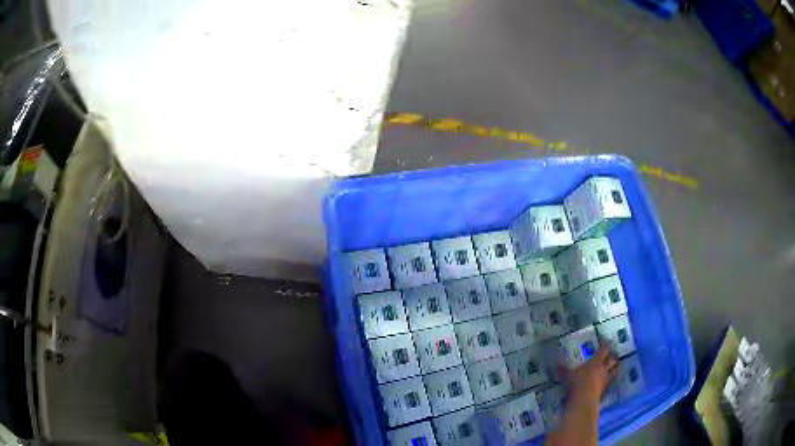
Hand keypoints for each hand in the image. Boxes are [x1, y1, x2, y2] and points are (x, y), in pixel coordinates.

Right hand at [565, 345, 619, 404]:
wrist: (584, 399)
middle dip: (613, 356)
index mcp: (595, 361)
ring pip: (615, 370)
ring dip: (616, 367)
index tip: (606, 342)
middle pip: (612, 359)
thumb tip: (557, 364)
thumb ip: (564, 370)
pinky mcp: (604, 389)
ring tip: (617, 365)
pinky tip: (608, 380)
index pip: (604, 350)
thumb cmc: (576, 383)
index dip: (605, 346)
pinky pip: (610, 381)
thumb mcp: (567, 375)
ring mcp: (605, 379)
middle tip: (613, 353)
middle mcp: (603, 368)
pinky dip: (610, 379)